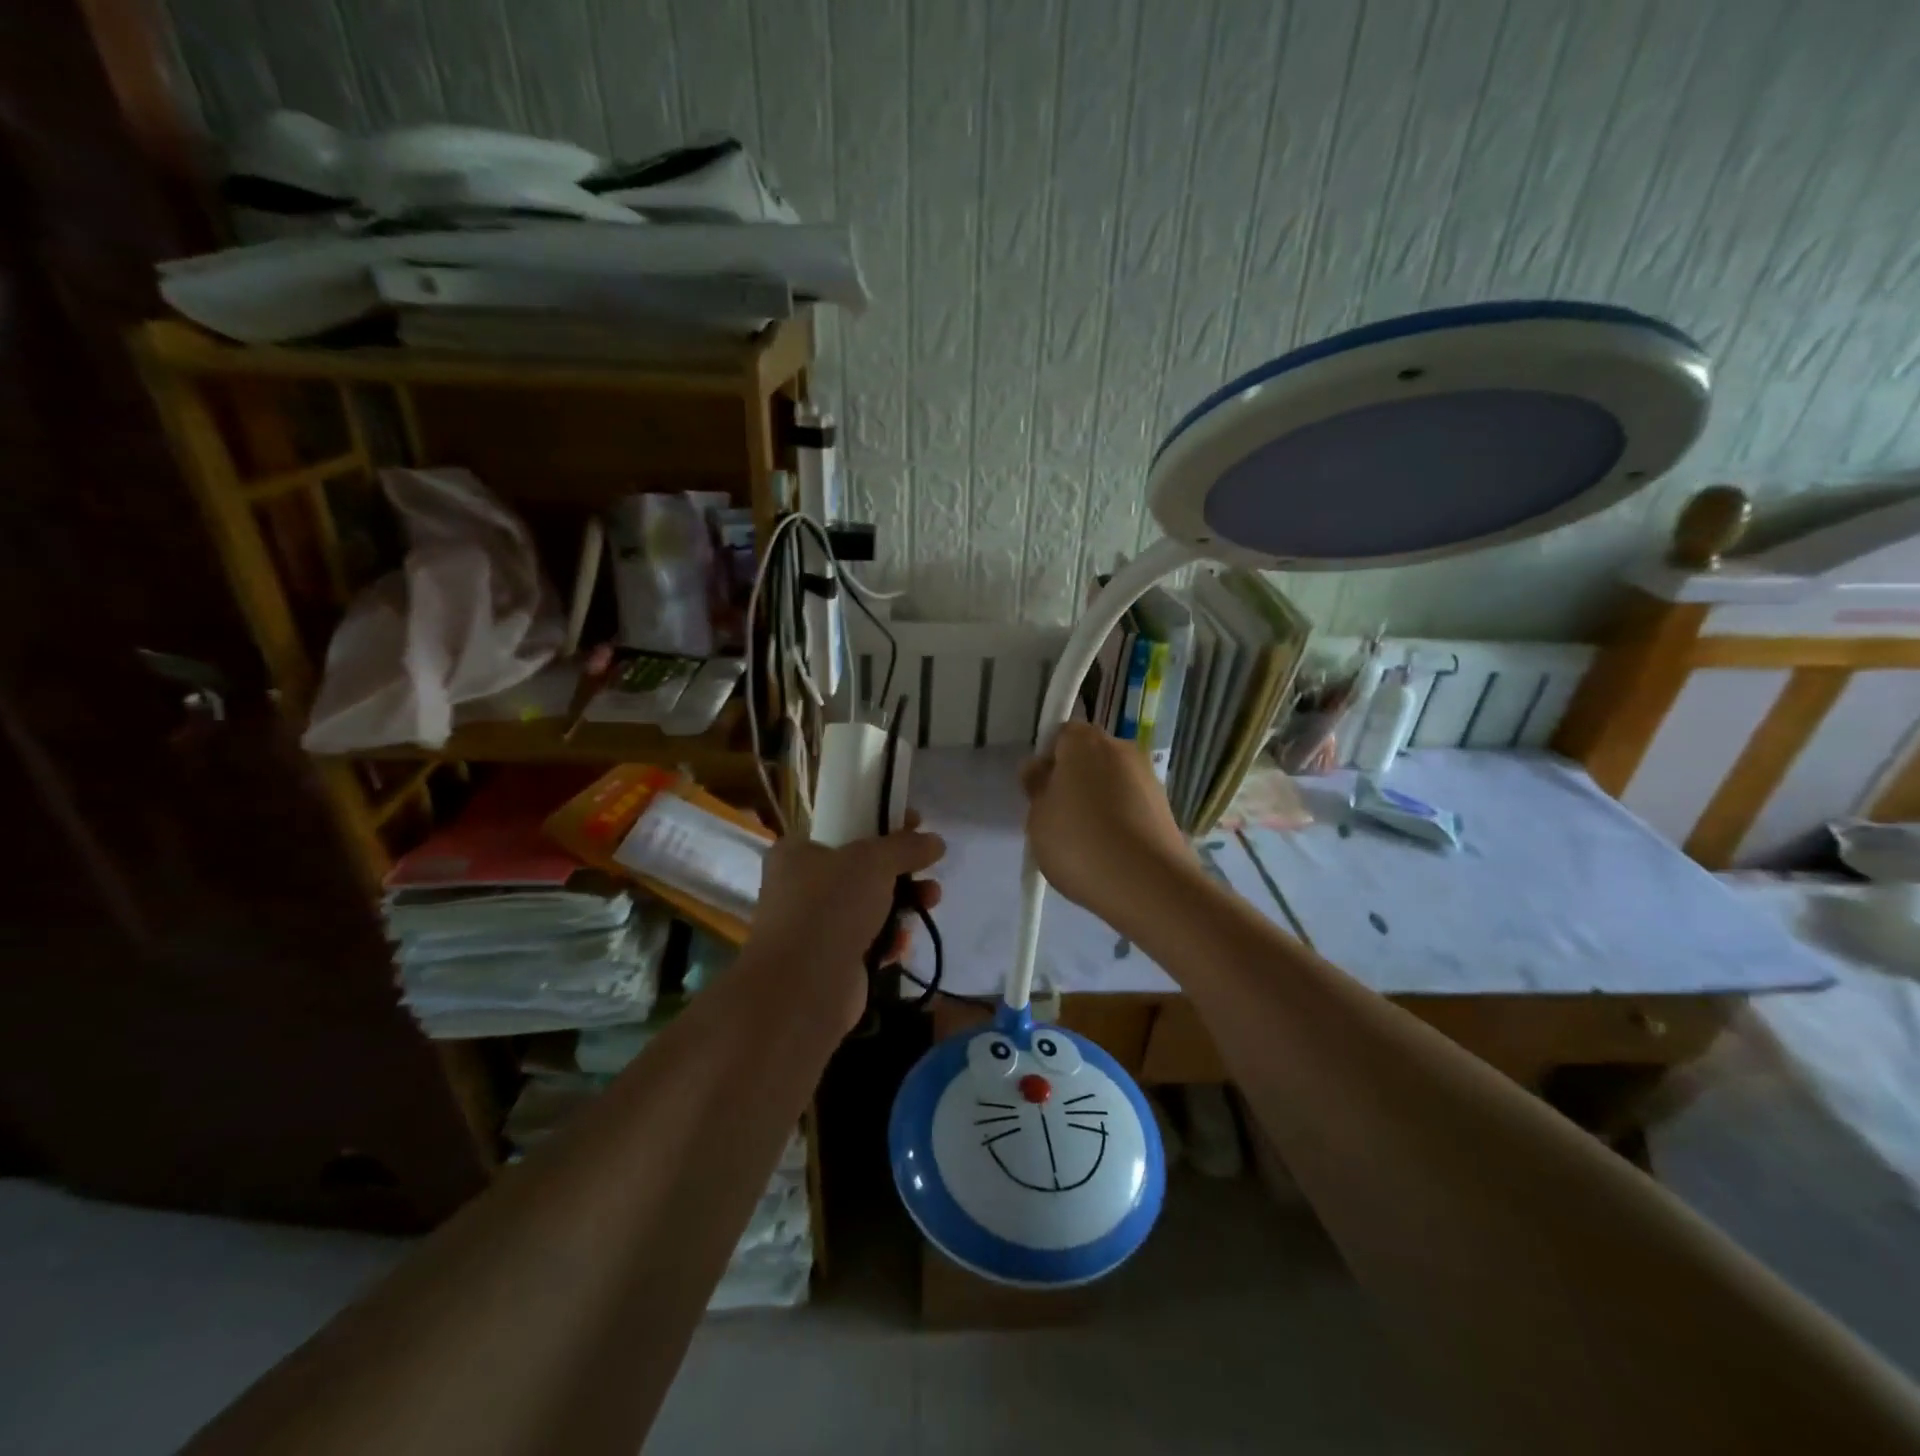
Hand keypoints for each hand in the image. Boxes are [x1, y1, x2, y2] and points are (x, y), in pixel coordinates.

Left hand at [745, 820, 944, 1032]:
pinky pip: (869, 941)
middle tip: (928, 866)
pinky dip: (890, 938)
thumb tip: (936, 841)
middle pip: (860, 867)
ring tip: (932, 899)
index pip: (842, 825)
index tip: (914, 823)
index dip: (879, 821)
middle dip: (900, 868)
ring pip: (868, 905)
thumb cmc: (830, 906)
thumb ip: (906, 847)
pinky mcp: (832, 961)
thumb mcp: (873, 861)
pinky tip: (905, 940)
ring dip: (903, 901)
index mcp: (798, 852)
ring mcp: (815, 926)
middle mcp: (801, 886)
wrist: (803, 987)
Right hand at [1020, 722, 1196, 928]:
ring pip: (1112, 781)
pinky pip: (1132, 804)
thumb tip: (1039, 769)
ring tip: (1087, 841)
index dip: (1048, 760)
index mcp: (1084, 741)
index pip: (1061, 734)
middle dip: (1075, 778)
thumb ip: (1036, 788)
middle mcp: (1121, 748)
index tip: (1041, 791)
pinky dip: (1120, 818)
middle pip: (1090, 756)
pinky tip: (1111, 851)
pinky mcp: (1166, 806)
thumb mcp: (1038, 818)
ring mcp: (1149, 776)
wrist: (1147, 884)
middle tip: (1059, 817)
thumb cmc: (1079, 843)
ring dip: (1099, 799)